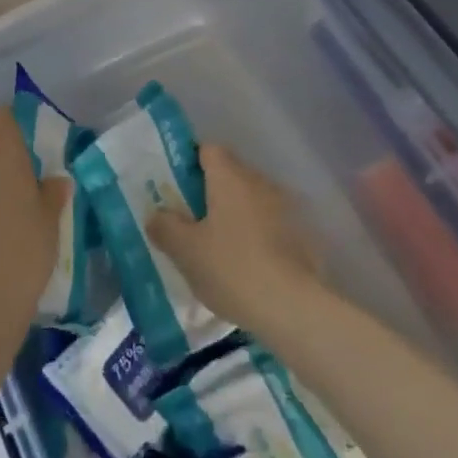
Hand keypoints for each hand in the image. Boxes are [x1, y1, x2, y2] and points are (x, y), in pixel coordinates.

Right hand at [148, 143, 321, 339]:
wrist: (294, 308)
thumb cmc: (233, 269)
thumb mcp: (185, 251)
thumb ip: (165, 226)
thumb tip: (157, 214)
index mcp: (229, 176)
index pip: (207, 149)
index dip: (190, 162)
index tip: (175, 186)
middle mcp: (259, 181)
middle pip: (230, 173)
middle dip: (210, 191)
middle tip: (190, 219)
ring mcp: (284, 207)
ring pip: (250, 199)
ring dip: (234, 213)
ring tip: (216, 245)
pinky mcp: (301, 234)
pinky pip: (269, 222)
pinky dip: (255, 234)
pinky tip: (245, 263)